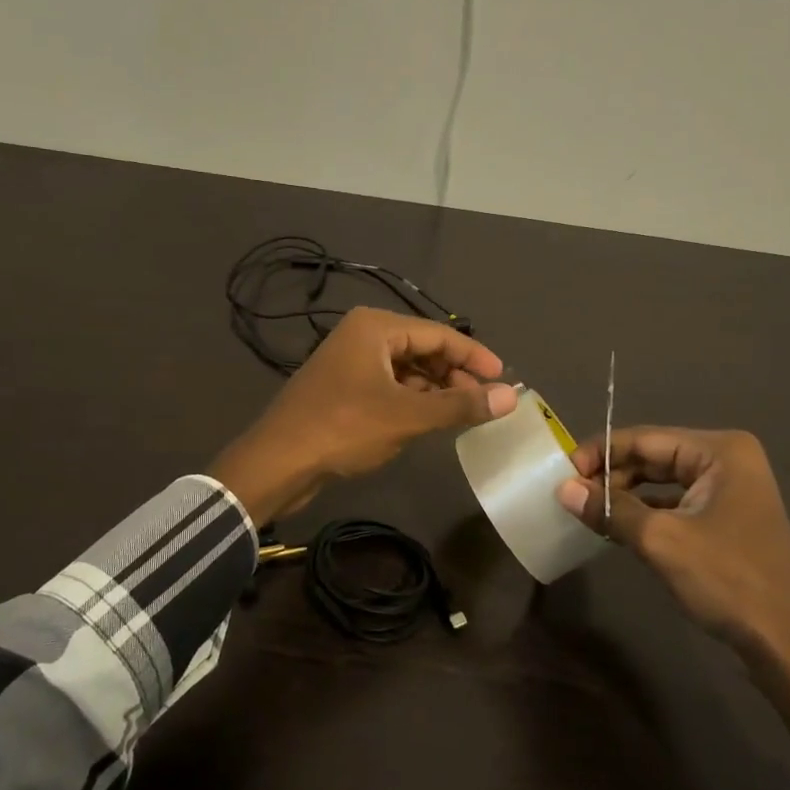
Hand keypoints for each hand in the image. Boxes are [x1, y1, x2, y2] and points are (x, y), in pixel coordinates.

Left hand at [210, 308, 518, 524]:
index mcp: (376, 327)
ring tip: (462, 414)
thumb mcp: (407, 416)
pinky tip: (428, 421)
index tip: (505, 379)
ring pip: (407, 369)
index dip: (475, 356)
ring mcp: (350, 362)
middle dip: (455, 374)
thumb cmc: (344, 428)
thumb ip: (460, 405)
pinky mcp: (344, 388)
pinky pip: (389, 386)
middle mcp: (363, 335)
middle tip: (484, 402)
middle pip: (423, 348)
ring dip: (435, 389)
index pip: (439, 333)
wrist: (278, 462)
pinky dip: (412, 400)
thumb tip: (512, 397)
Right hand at [555, 427, 789, 658]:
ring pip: (662, 481)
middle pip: (653, 456)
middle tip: (572, 495)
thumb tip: (562, 489)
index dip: (600, 453)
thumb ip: (610, 509)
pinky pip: (675, 503)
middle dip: (612, 475)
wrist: (786, 644)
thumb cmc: (728, 580)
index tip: (563, 473)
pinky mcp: (726, 517)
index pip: (644, 439)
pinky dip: (645, 512)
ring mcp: (730, 489)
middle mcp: (727, 460)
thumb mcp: (661, 540)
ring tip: (587, 510)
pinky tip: (616, 527)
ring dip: (625, 495)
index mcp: (720, 451)